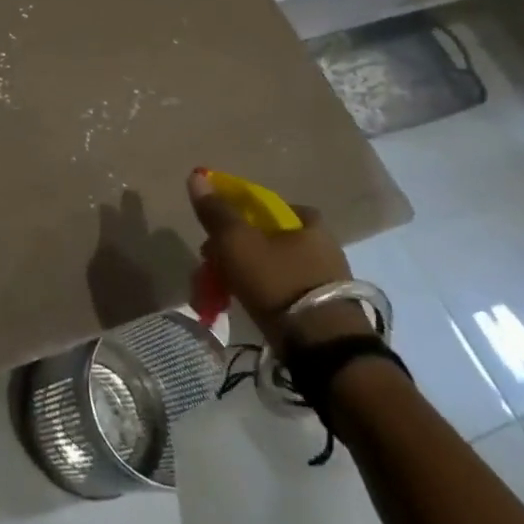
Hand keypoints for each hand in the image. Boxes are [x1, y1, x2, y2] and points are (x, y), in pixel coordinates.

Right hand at [188, 170, 371, 352]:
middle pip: (265, 238)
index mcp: (307, 222)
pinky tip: (243, 306)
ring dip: (242, 274)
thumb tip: (197, 174)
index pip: (264, 206)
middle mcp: (322, 246)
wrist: (324, 349)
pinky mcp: (324, 310)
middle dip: (233, 250)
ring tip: (219, 292)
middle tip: (210, 265)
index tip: (215, 232)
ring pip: (271, 267)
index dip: (236, 214)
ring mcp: (326, 279)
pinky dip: (260, 295)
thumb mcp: (237, 242)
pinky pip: (282, 292)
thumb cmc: (278, 282)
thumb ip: (216, 211)